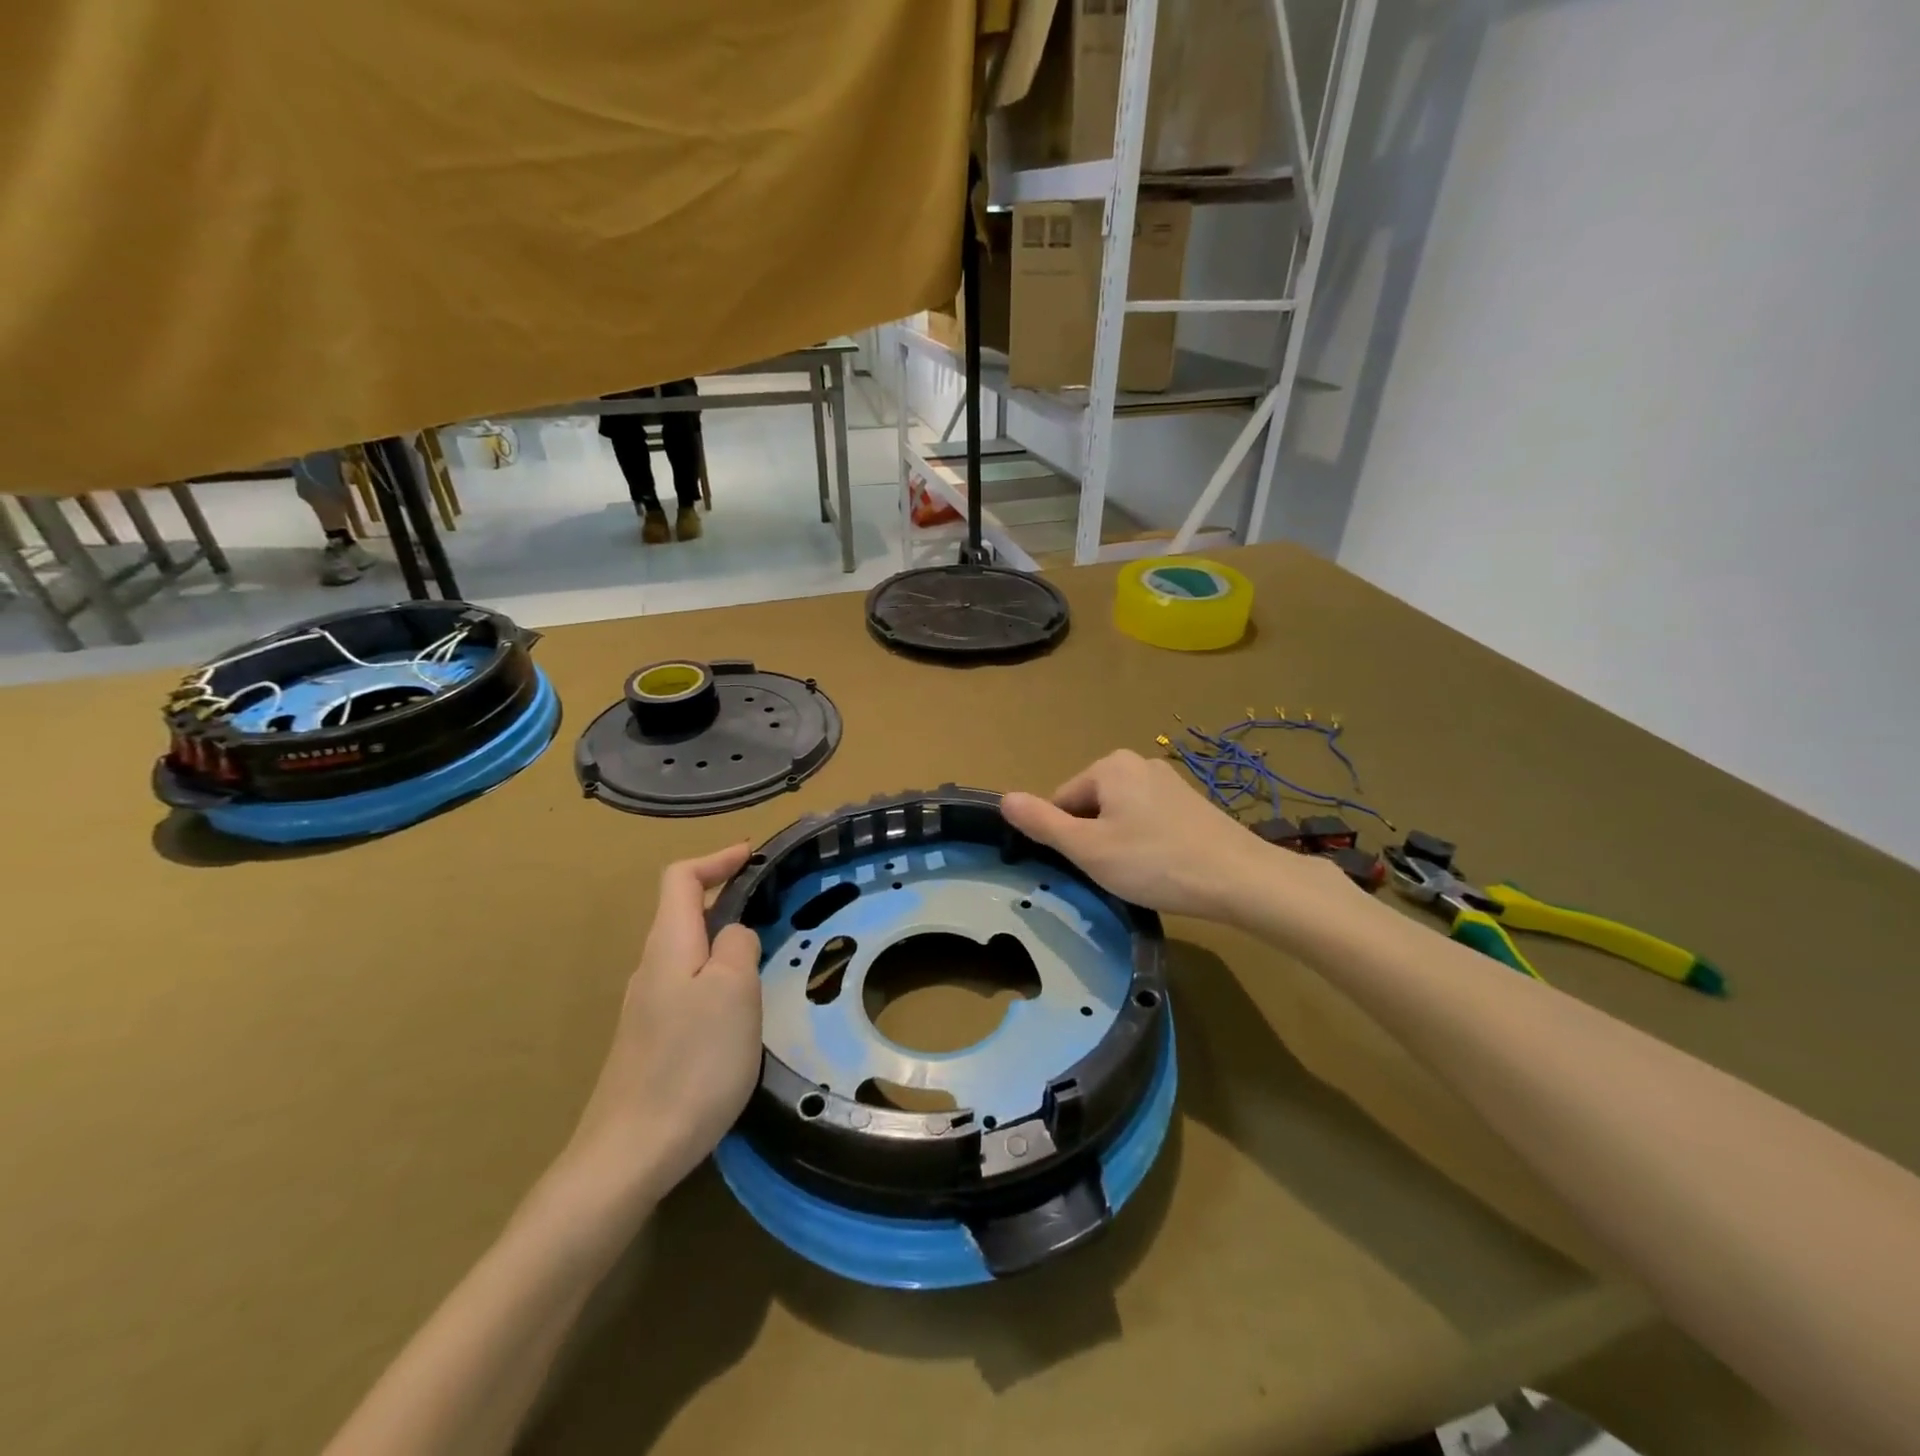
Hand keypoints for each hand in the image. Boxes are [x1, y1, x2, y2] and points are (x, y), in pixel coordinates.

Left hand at [560, 844, 762, 1208]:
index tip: (751, 854)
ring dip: (723, 938)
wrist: (631, 1152)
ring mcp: (648, 1006)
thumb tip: (734, 935)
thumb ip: (737, 946)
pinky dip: (717, 975)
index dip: (715, 858)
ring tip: (763, 953)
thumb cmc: (692, 1063)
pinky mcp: (652, 1040)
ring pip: (687, 951)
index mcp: (668, 945)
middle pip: (682, 912)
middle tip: (770, 903)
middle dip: (724, 895)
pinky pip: (688, 985)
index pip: (680, 879)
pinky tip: (739, 1007)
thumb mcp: (733, 992)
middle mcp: (651, 967)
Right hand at [1002, 749, 1314, 919]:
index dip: (1067, 839)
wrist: (1239, 879)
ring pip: (1120, 815)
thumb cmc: (1154, 862)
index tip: (1088, 866)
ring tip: (1141, 874)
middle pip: (1091, 805)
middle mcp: (1138, 762)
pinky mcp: (1191, 803)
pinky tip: (1163, 867)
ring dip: (1120, 843)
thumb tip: (1003, 798)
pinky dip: (1147, 843)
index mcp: (1109, 765)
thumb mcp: (1088, 848)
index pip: (1062, 801)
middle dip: (1094, 839)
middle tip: (1115, 872)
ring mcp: (1168, 781)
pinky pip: (1149, 820)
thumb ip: (1042, 823)